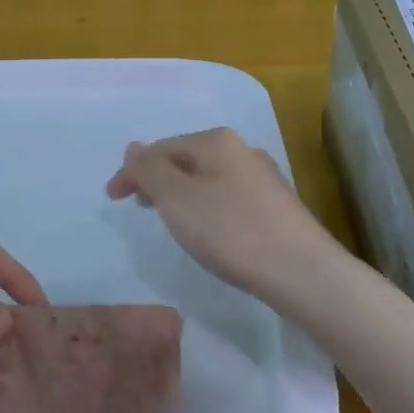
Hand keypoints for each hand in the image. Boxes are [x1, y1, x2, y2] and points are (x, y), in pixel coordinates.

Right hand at [106, 129, 345, 297]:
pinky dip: (205, 206)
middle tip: (137, 205)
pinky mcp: (275, 206)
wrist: (301, 271)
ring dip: (180, 193)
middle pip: (186, 159)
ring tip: (167, 217)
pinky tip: (207, 228)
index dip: (132, 171)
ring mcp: (262, 178)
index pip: (162, 148)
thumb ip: (150, 170)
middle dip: (157, 179)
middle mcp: (242, 150)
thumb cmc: (231, 231)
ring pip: (208, 178)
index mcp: (216, 141)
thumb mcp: (177, 198)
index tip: (112, 199)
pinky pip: (226, 197)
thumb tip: (134, 147)